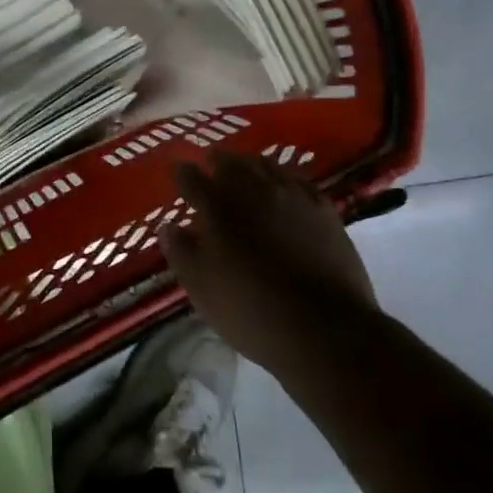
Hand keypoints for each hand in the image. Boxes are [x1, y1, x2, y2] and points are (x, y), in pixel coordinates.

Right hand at [167, 153, 378, 375]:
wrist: (324, 330)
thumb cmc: (251, 311)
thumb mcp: (200, 288)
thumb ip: (180, 252)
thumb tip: (168, 226)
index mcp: (216, 206)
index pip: (191, 177)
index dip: (182, 174)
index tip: (179, 174)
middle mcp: (253, 189)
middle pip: (230, 162)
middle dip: (216, 162)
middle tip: (211, 167)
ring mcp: (291, 196)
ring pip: (265, 165)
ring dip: (250, 165)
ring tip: (245, 171)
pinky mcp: (323, 209)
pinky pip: (299, 181)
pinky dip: (284, 179)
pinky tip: (284, 187)